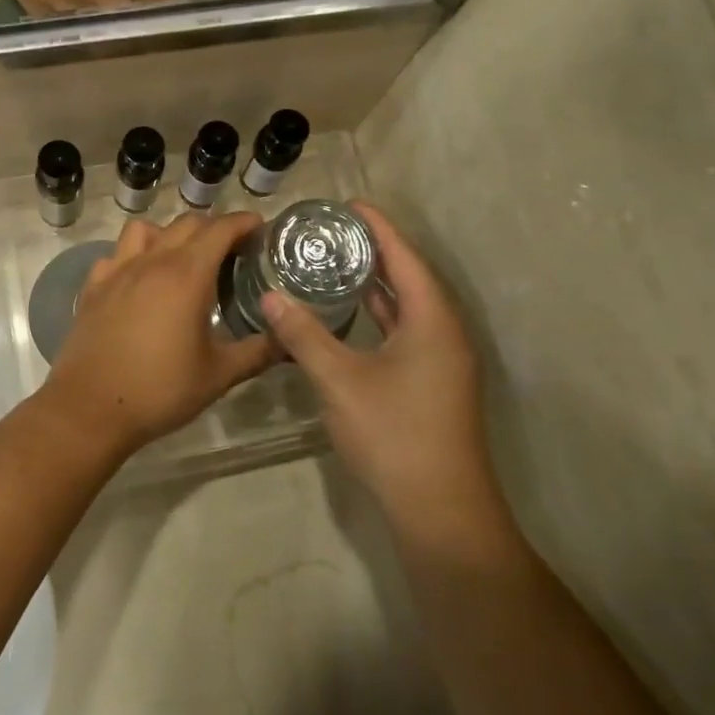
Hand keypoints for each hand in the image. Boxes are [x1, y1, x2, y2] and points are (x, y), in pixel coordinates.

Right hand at [0, 0, 174, 13]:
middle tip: (151, 17)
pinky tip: (80, 17)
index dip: (169, 4)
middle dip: (142, 20)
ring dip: (108, 24)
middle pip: (127, 18)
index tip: (180, 8)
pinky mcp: (30, 2)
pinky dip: (74, 23)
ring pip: (94, 27)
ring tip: (117, 21)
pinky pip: (61, 24)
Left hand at [41, 211, 274, 456]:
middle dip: (214, 228)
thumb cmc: (160, 390)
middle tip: (232, 251)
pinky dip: (133, 256)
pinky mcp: (93, 287)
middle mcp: (152, 262)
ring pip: (145, 229)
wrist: (90, 408)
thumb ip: (258, 352)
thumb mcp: (219, 375)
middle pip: (186, 224)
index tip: (260, 228)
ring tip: (183, 259)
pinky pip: (116, 254)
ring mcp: (117, 271)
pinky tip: (140, 280)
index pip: (220, 229)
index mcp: (187, 275)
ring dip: (169, 234)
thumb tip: (290, 341)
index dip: (244, 222)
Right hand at [258, 203, 510, 536]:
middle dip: (374, 251)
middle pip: (410, 278)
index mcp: (432, 321)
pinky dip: (379, 315)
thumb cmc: (394, 434)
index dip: (379, 227)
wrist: (440, 509)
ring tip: (336, 262)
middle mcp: (444, 333)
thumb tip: (270, 297)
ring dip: (376, 284)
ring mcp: (442, 361)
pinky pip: (405, 331)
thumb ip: (303, 335)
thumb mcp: (340, 380)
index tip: (349, 204)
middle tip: (332, 231)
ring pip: (408, 308)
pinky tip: (350, 316)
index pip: (405, 258)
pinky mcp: (433, 384)